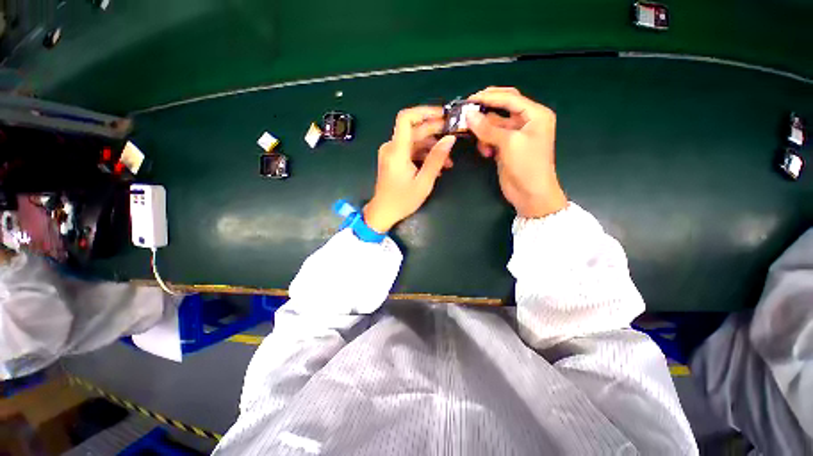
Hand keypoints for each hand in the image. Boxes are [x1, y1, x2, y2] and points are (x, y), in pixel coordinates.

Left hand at [364, 106, 456, 231]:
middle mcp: (391, 147)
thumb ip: (436, 159)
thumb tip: (450, 139)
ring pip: (414, 141)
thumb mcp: (423, 182)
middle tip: (453, 135)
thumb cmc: (402, 200)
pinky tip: (437, 165)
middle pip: (414, 130)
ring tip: (448, 159)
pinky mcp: (393, 160)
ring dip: (432, 147)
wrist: (383, 212)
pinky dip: (424, 155)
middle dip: (435, 131)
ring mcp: (391, 153)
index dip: (424, 112)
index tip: (443, 115)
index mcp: (396, 150)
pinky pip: (410, 151)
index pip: (406, 118)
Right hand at [467, 87, 566, 217]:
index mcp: (535, 115)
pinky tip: (485, 152)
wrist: (530, 194)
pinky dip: (486, 143)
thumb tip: (468, 115)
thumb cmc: (527, 166)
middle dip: (486, 110)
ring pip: (494, 124)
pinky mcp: (506, 147)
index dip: (490, 97)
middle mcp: (527, 121)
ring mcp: (516, 135)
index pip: (510, 98)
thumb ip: (488, 128)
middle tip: (467, 111)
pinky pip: (492, 138)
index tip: (470, 99)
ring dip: (484, 132)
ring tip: (480, 143)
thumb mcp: (509, 144)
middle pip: (503, 107)